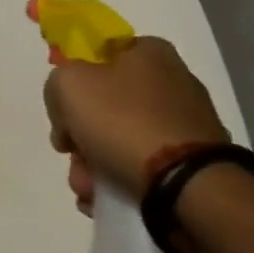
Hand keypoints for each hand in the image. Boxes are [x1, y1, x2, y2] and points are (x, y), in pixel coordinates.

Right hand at [44, 36, 226, 214]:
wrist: (188, 187)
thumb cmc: (123, 121)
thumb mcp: (67, 85)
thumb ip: (57, 84)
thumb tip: (68, 109)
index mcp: (150, 52)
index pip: (100, 55)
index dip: (74, 80)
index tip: (61, 110)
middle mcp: (174, 82)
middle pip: (107, 105)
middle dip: (80, 135)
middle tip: (71, 155)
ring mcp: (188, 126)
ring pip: (122, 140)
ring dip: (94, 165)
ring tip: (87, 189)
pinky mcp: (196, 165)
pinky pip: (146, 168)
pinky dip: (122, 181)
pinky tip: (105, 200)